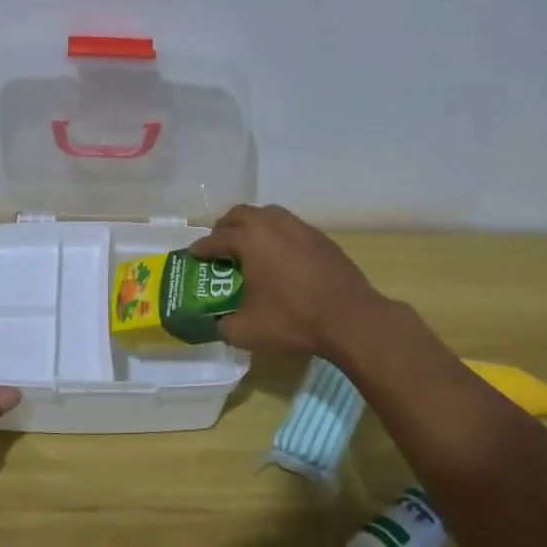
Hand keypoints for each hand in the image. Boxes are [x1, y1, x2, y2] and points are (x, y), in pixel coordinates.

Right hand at [190, 204, 384, 355]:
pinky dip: (277, 236)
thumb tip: (219, 322)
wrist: (351, 319)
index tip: (194, 256)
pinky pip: (290, 227)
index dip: (201, 249)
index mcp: (249, 239)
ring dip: (253, 227)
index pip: (216, 239)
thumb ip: (224, 324)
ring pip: (268, 215)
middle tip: (220, 247)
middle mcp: (272, 224)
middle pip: (240, 214)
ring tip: (249, 248)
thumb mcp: (247, 331)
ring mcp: (300, 227)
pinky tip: (280, 257)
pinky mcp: (321, 238)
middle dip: (225, 228)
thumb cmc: (293, 320)